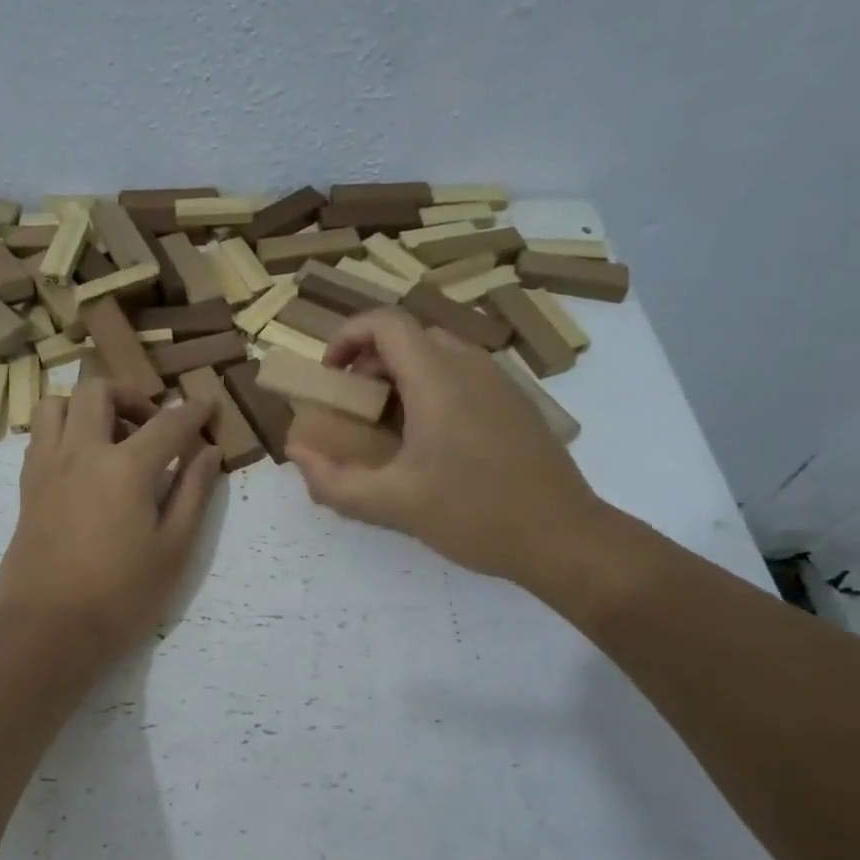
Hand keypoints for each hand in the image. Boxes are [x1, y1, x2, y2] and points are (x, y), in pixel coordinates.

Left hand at [0, 379, 222, 665]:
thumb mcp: (173, 549)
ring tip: (111, 437)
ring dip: (88, 406)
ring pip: (58, 404)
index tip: (208, 404)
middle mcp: (81, 452)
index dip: (193, 410)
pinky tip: (85, 463)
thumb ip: (193, 492)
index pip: (168, 423)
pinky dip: (65, 430)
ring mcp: (47, 467)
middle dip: (132, 395)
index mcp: (125, 467)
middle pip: (99, 391)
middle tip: (152, 426)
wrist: (47, 631)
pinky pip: (41, 435)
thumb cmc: (121, 596)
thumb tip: (209, 452)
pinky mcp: (27, 487)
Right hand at [286, 310, 610, 597]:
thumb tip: (296, 453)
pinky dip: (432, 391)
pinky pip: (463, 377)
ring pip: (438, 355)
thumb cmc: (474, 514)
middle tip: (353, 408)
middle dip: (369, 363)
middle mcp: (471, 365)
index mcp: (437, 378)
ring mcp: (500, 382)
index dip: (346, 336)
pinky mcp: (516, 404)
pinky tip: (431, 445)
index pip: (385, 322)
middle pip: (409, 337)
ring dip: (401, 378)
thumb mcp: (391, 505)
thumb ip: (333, 481)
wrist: (563, 537)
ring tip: (387, 429)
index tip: (329, 375)